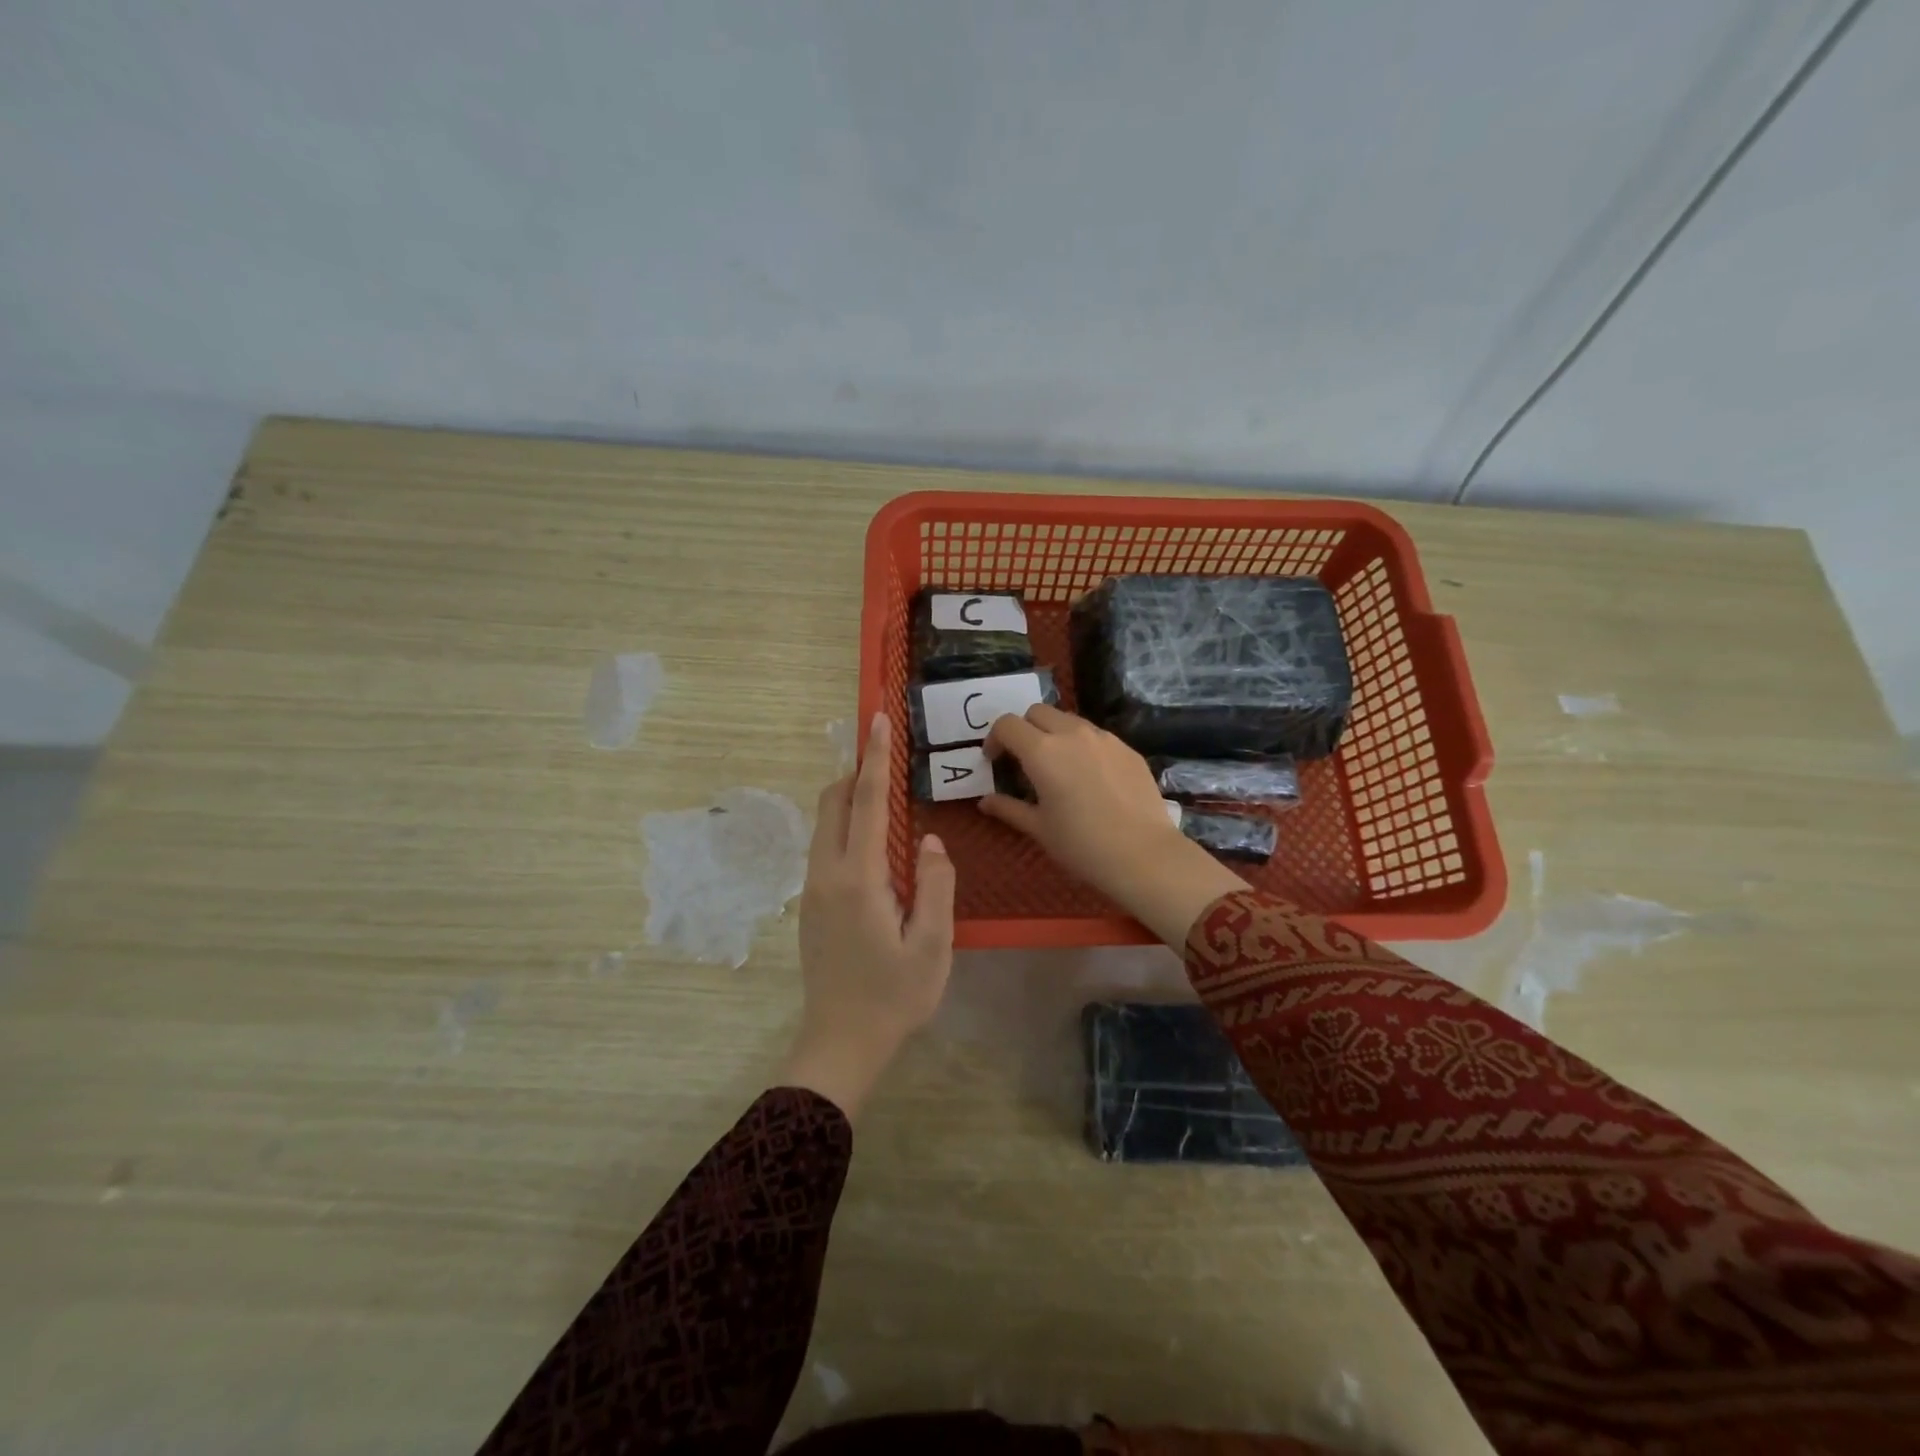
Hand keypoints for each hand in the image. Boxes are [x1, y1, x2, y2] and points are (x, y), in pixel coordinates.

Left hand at [786, 713, 954, 1121]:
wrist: (841, 1042)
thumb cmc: (895, 996)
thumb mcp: (932, 945)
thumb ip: (935, 886)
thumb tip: (926, 841)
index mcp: (859, 878)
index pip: (865, 802)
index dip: (874, 758)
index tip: (878, 720)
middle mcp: (827, 874)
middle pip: (833, 802)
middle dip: (856, 771)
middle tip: (888, 758)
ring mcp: (813, 889)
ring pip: (825, 824)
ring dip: (849, 799)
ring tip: (884, 795)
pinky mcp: (811, 904)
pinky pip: (825, 846)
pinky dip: (845, 825)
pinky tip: (874, 844)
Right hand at [980, 705, 1245, 947]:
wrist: (1144, 855)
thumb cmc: (1082, 845)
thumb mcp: (1039, 829)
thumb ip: (1009, 808)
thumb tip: (985, 801)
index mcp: (1042, 751)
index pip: (1007, 724)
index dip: (995, 739)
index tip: (995, 761)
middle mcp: (1071, 734)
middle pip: (1037, 712)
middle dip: (1024, 729)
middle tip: (1024, 760)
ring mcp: (1104, 738)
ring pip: (1069, 720)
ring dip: (1054, 733)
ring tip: (1058, 766)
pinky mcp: (1127, 748)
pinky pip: (1096, 735)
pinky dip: (1082, 745)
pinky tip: (1090, 777)